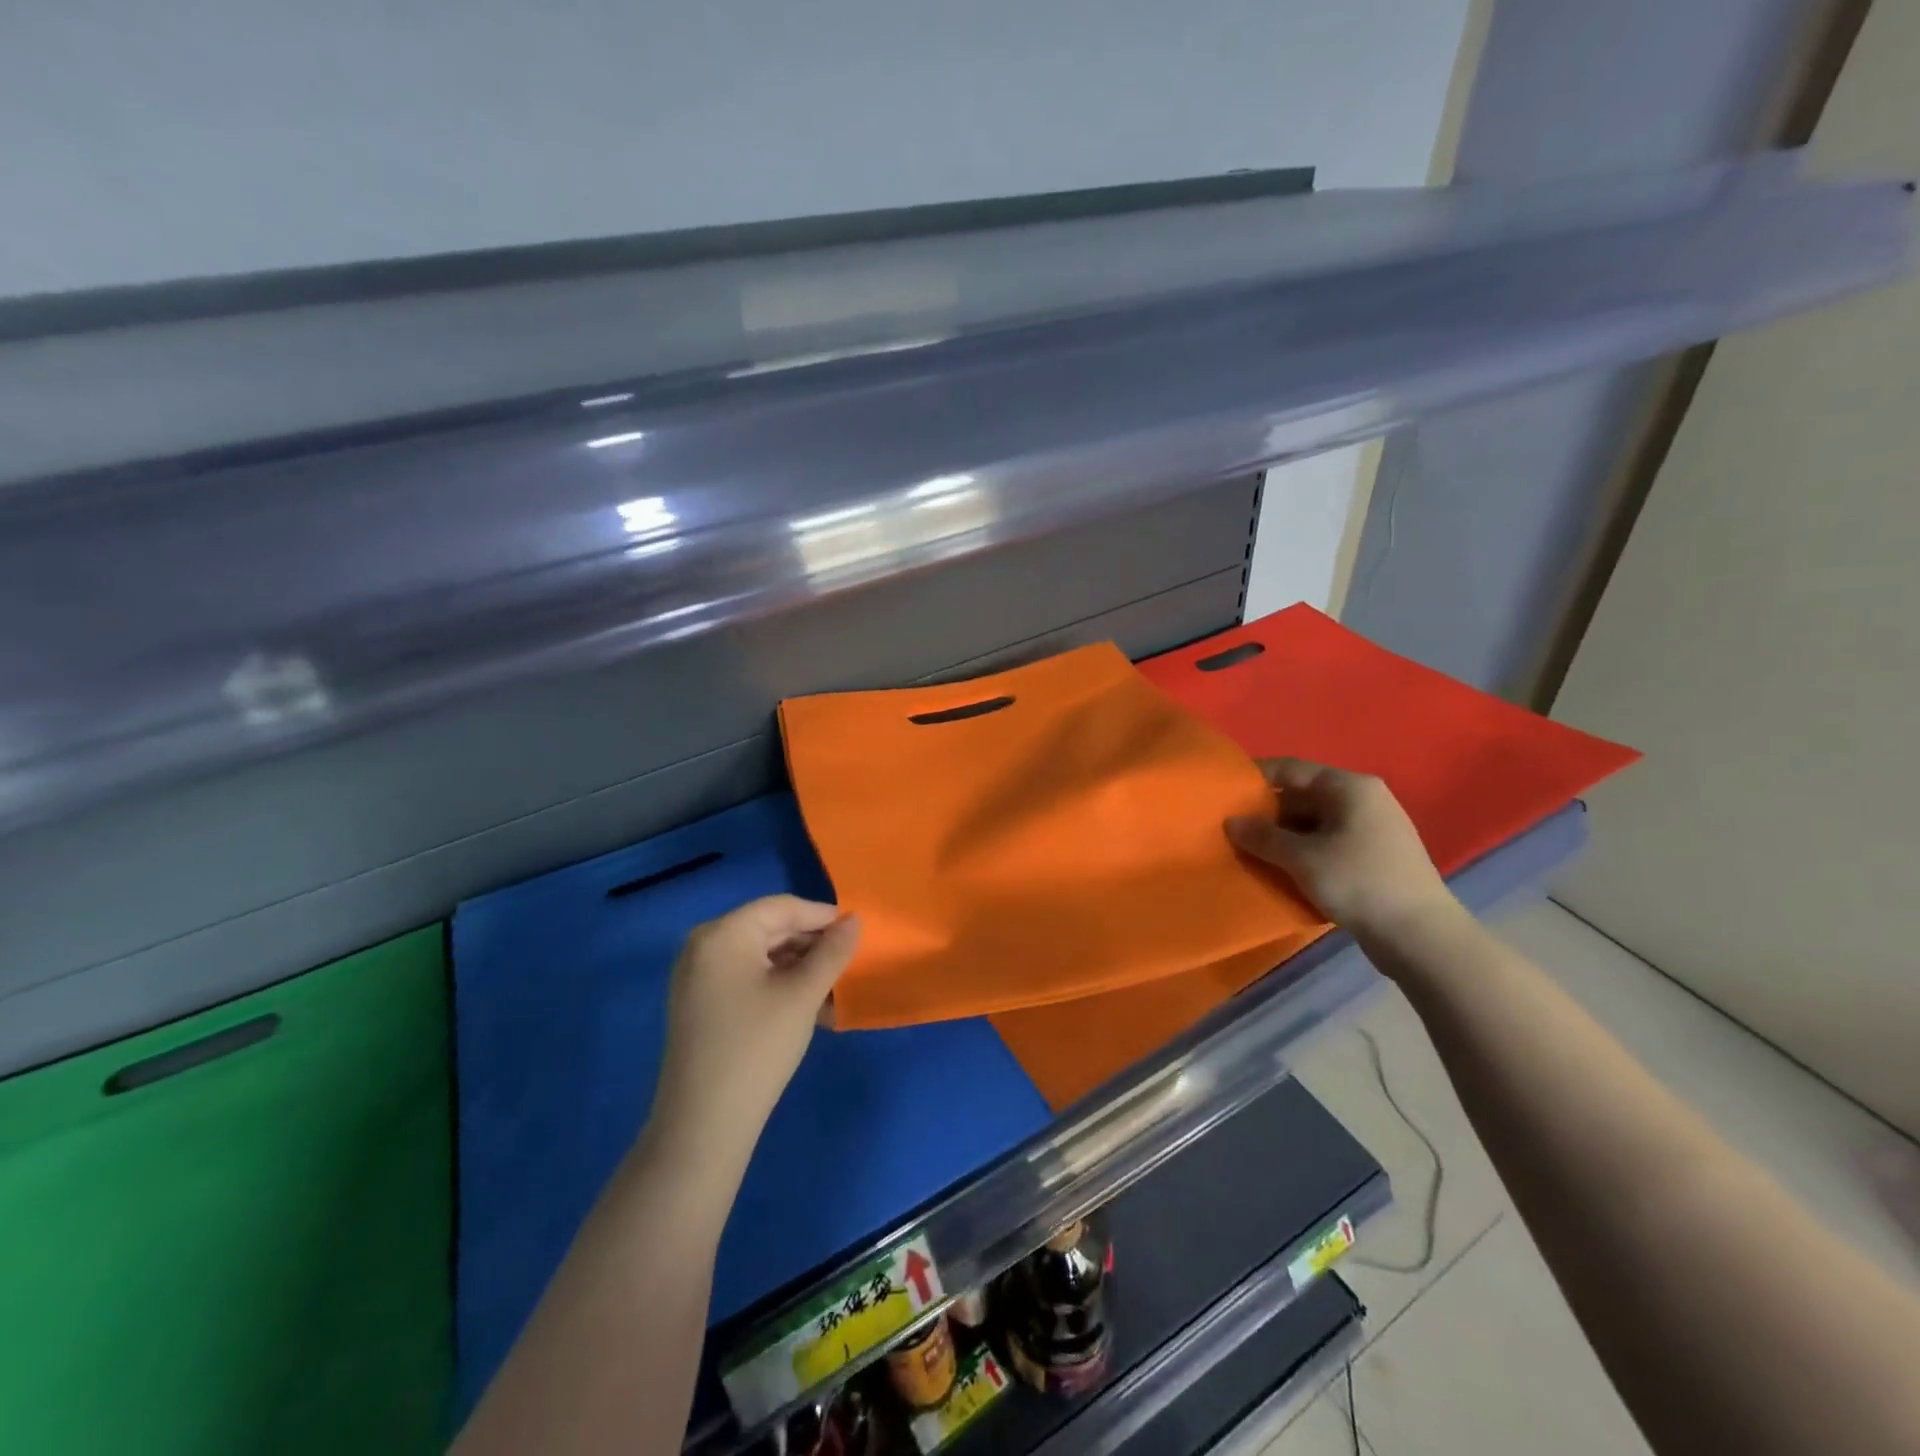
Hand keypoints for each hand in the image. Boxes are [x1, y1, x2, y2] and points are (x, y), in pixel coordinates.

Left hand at [650, 896, 860, 1166]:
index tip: (857, 933)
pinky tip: (806, 1006)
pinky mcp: (700, 1004)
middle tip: (847, 963)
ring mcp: (698, 977)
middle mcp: (704, 946)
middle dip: (811, 944)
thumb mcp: (803, 994)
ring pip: (760, 956)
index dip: (823, 916)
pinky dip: (777, 985)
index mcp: (723, 933)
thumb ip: (832, 951)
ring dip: (798, 967)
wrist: (703, 1126)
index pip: (782, 907)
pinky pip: (746, 978)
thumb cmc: (757, 1047)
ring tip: (832, 988)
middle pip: (769, 929)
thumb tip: (854, 920)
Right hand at [1226, 757, 1459, 938]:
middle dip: (1267, 812)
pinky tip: (1282, 869)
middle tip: (1233, 829)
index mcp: (1349, 787)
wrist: (1421, 937)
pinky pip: (1328, 842)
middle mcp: (1363, 799)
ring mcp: (1372, 828)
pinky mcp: (1374, 856)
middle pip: (1302, 795)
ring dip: (1283, 836)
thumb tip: (1231, 821)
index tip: (1223, 791)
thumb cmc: (1359, 883)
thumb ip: (1262, 836)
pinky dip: (1303, 851)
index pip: (1291, 769)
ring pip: (1314, 822)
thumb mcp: (1302, 858)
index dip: (1255, 777)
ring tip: (1251, 851)